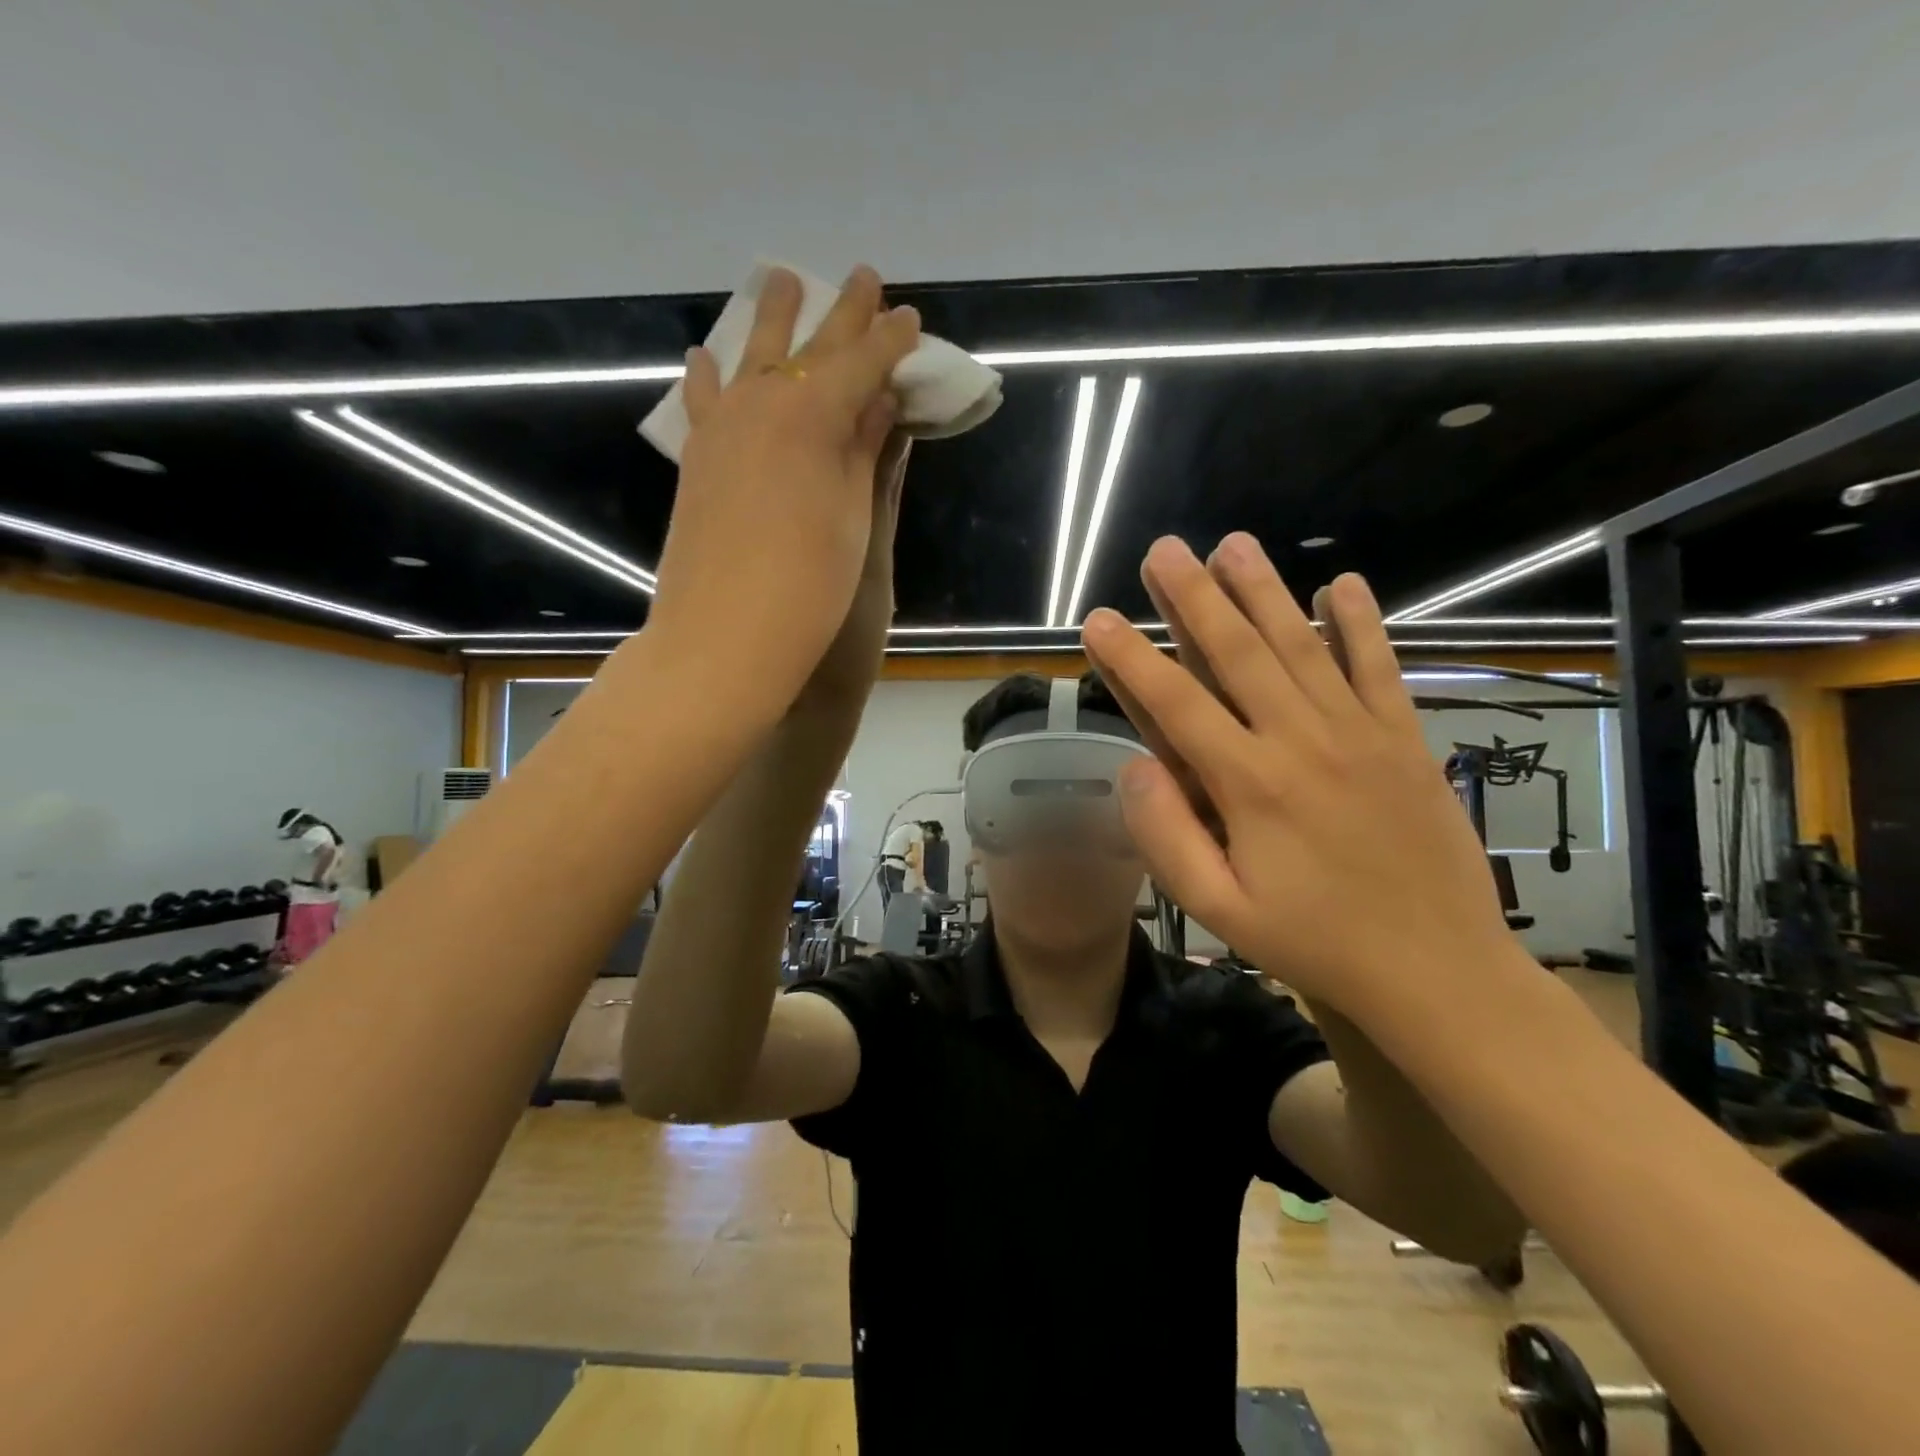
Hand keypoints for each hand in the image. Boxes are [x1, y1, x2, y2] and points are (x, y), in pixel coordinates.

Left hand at [645, 265, 920, 718]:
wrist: (725, 636)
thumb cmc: (809, 585)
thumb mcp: (852, 516)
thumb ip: (862, 450)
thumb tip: (878, 399)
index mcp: (814, 415)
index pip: (863, 363)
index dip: (890, 341)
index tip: (911, 319)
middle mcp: (764, 404)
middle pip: (811, 348)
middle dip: (842, 313)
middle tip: (863, 277)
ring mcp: (723, 427)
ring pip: (752, 356)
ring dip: (773, 319)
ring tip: (782, 279)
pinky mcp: (698, 457)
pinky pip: (705, 400)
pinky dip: (710, 375)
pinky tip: (706, 356)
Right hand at [1080, 534, 1514, 1018]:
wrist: (1440, 971)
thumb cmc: (1316, 943)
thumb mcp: (1220, 911)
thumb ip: (1167, 838)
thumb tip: (1131, 768)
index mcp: (1251, 786)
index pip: (1176, 704)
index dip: (1132, 658)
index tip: (1099, 618)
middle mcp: (1303, 742)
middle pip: (1239, 653)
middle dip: (1195, 598)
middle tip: (1164, 549)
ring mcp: (1360, 734)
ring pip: (1302, 646)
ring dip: (1264, 591)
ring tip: (1233, 544)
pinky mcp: (1405, 740)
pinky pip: (1380, 668)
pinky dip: (1360, 623)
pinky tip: (1341, 583)